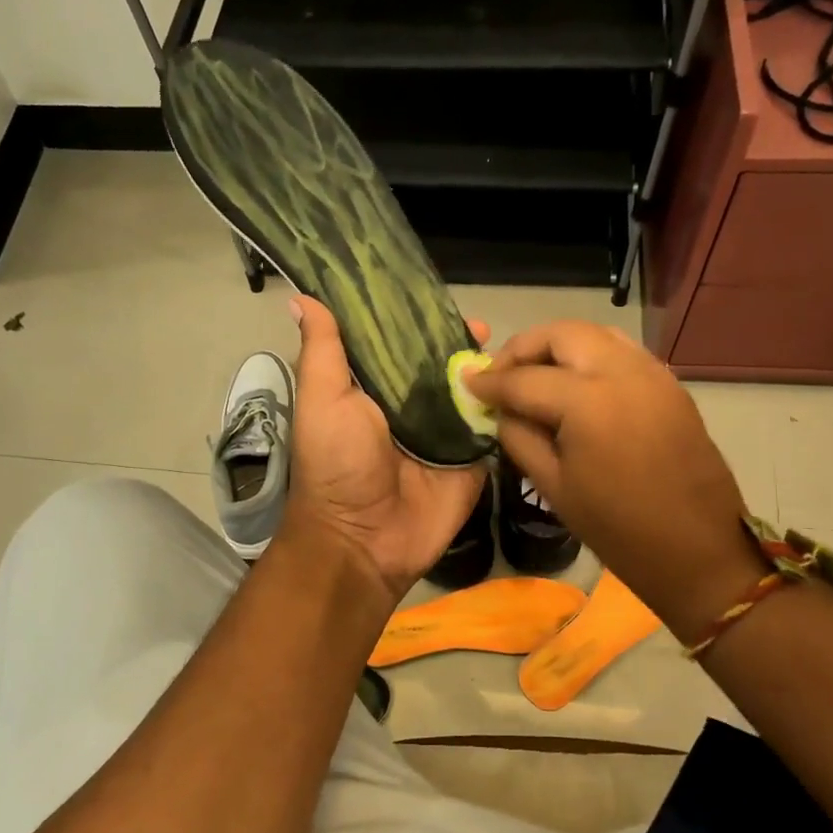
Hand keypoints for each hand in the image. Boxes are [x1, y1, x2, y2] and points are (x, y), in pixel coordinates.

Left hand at [279, 297, 488, 602]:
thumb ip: (323, 351)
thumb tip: (303, 295)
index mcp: (374, 388)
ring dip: (489, 369)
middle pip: (441, 363)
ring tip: (510, 347)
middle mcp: (411, 406)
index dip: (415, 317)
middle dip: (460, 341)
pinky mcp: (472, 457)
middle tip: (483, 324)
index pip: (399, 342)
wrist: (364, 540)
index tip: (435, 292)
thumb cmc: (336, 465)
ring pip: (472, 390)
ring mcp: (446, 432)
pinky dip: (509, 404)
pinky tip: (528, 382)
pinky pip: (494, 425)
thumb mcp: (322, 400)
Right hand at [465, 321, 761, 643]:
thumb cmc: (618, 529)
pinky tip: (575, 386)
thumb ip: (519, 437)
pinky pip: (621, 352)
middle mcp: (623, 371)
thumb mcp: (554, 486)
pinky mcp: (670, 384)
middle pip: (562, 334)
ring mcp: (653, 373)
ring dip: (558, 347)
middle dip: (524, 348)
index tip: (467, 384)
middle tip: (501, 376)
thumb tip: (501, 410)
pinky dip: (590, 357)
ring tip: (535, 376)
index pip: (525, 378)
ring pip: (595, 334)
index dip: (490, 381)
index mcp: (589, 402)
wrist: (698, 550)